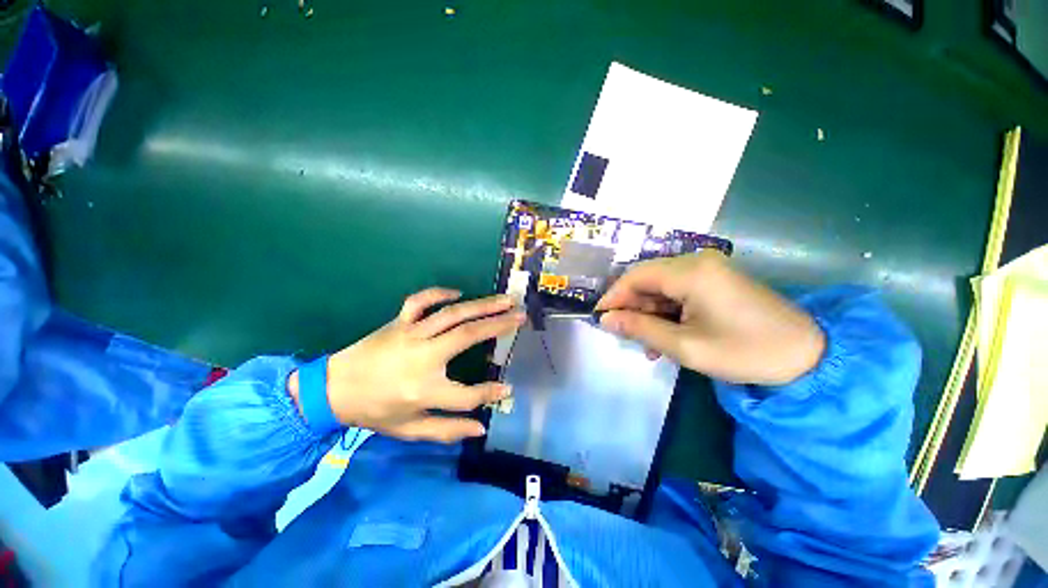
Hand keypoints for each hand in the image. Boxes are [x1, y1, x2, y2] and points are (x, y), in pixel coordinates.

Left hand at [288, 288, 524, 442]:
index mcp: (423, 389)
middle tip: (521, 316)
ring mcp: (410, 334)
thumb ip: (446, 430)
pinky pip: (421, 300)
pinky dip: (440, 293)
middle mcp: (421, 357)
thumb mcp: (408, 430)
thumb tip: (481, 428)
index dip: (490, 393)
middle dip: (499, 325)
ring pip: (452, 314)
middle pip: (467, 336)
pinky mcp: (399, 322)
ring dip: (482, 305)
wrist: (333, 388)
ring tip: (505, 300)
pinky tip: (458, 293)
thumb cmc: (374, 411)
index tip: (508, 388)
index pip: (467, 395)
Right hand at [595, 251, 824, 385]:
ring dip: (648, 313)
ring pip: (660, 287)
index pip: (635, 276)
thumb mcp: (685, 346)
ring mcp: (708, 269)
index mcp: (690, 272)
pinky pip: (677, 291)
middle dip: (631, 307)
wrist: (807, 356)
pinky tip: (664, 336)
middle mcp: (696, 261)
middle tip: (622, 334)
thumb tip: (605, 320)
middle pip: (647, 279)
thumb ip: (640, 329)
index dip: (613, 296)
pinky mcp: (715, 280)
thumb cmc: (745, 352)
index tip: (599, 318)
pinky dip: (666, 312)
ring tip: (645, 343)